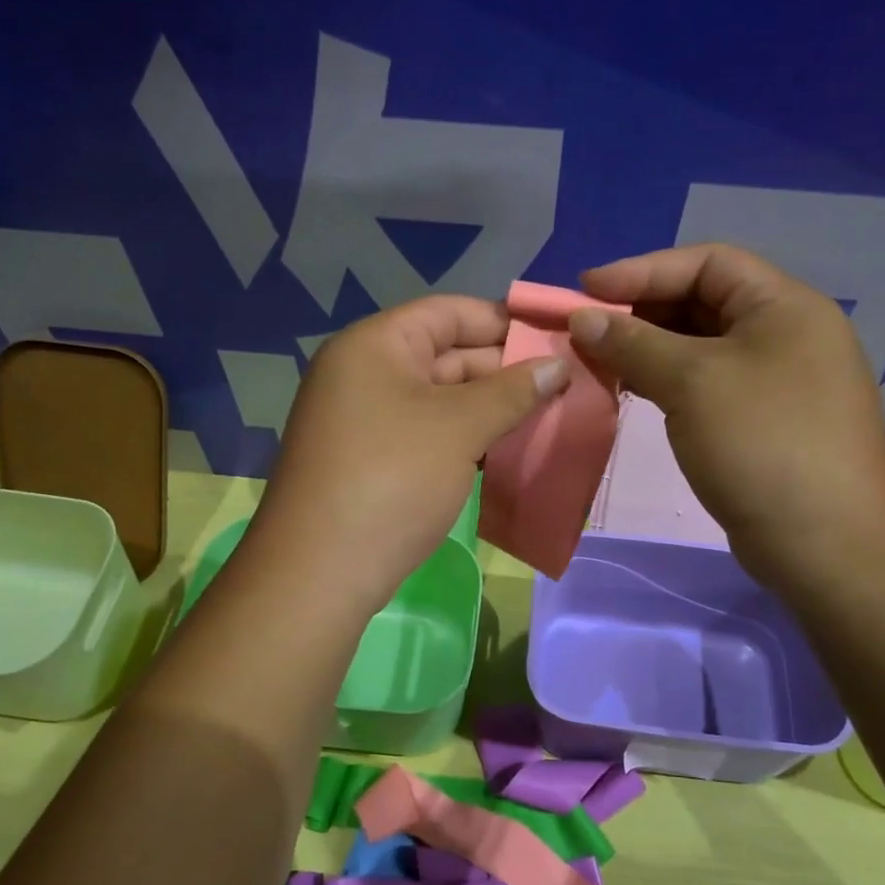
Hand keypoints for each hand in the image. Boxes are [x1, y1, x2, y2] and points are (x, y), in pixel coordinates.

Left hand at [250, 295, 570, 612]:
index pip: (450, 312)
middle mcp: (364, 372)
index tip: (556, 338)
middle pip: (446, 354)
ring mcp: (364, 418)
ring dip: (490, 408)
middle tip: (565, 385)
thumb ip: (512, 391)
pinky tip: (507, 450)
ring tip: (548, 417)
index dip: (505, 322)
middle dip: (505, 370)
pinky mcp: (370, 459)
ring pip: (440, 399)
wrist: (319, 572)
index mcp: (375, 345)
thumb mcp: (459, 428)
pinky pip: (427, 432)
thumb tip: (558, 365)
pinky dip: (465, 437)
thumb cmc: (393, 480)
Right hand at [568, 243, 884, 584]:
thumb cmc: (762, 443)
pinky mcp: (762, 422)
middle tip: (586, 328)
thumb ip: (634, 343)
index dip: (643, 269)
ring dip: (648, 348)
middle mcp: (785, 334)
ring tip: (598, 359)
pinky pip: (706, 384)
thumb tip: (581, 318)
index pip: (707, 262)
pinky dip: (666, 381)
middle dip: (641, 310)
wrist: (826, 544)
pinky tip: (630, 391)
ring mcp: (777, 381)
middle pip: (703, 302)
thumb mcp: (693, 382)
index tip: (586, 290)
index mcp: (784, 306)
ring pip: (700, 347)